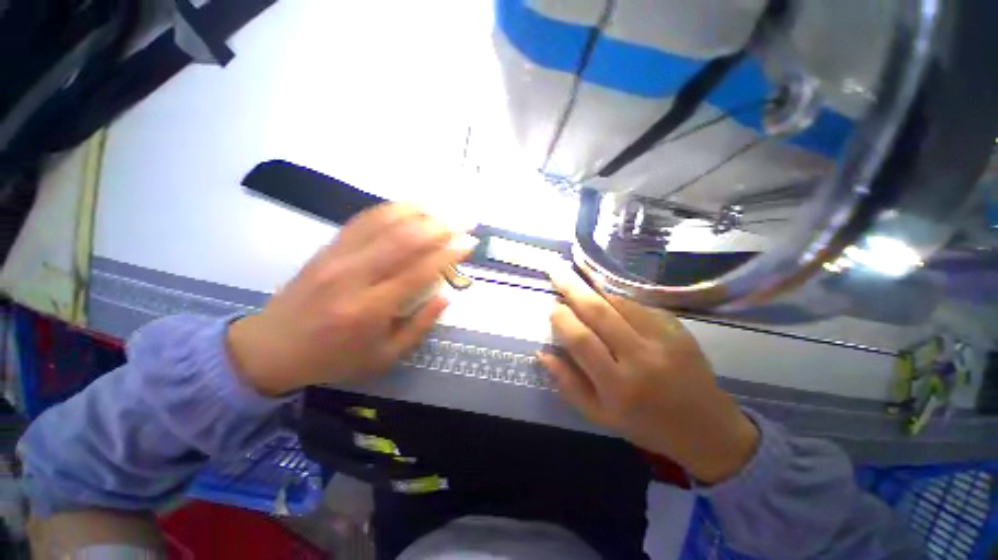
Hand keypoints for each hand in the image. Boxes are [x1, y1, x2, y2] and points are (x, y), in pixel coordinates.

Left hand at [226, 203, 475, 395]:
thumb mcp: (384, 357)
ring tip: (444, 209)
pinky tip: (410, 206)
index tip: (469, 244)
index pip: (419, 270)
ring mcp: (338, 256)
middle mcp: (355, 276)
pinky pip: (364, 219)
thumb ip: (419, 327)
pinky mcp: (328, 247)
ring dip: (419, 212)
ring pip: (384, 222)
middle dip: (441, 226)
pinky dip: (391, 209)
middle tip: (465, 221)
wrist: (271, 347)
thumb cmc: (334, 358)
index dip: (449, 253)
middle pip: (404, 239)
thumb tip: (445, 297)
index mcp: (371, 309)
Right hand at [538, 266, 758, 483]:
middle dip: (572, 288)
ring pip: (619, 302)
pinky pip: (638, 305)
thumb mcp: (598, 415)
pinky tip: (608, 301)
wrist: (708, 429)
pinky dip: (617, 299)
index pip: (581, 340)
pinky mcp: (677, 328)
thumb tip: (542, 353)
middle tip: (556, 271)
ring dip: (594, 291)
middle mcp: (641, 358)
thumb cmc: (646, 426)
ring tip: (579, 283)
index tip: (553, 306)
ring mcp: (663, 339)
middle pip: (599, 312)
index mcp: (618, 386)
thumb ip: (567, 383)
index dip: (562, 318)